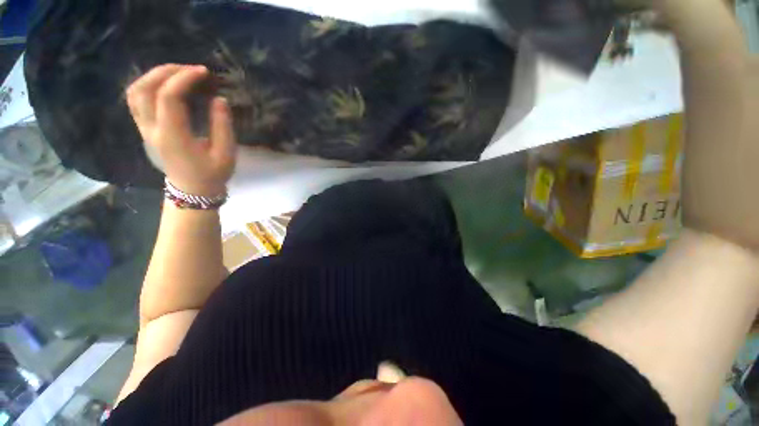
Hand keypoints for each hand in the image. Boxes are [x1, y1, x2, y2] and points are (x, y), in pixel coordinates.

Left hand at [127, 64, 236, 196]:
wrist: (192, 190)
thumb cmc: (212, 174)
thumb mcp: (225, 153)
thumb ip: (222, 126)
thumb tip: (219, 98)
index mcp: (173, 136)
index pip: (169, 97)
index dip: (185, 78)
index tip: (204, 72)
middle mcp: (152, 130)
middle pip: (145, 88)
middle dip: (167, 71)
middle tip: (191, 69)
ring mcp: (144, 129)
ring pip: (135, 92)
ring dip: (154, 75)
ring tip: (178, 73)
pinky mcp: (145, 129)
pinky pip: (136, 99)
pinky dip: (148, 85)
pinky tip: (165, 85)